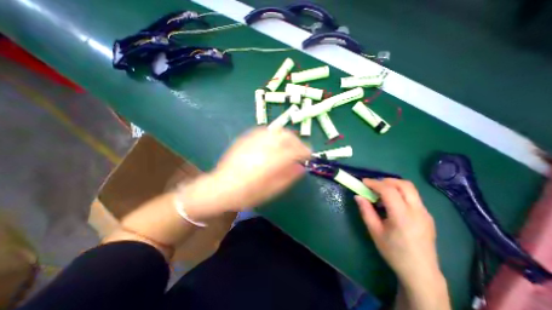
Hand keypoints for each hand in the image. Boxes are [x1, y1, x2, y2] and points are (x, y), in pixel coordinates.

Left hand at [181, 127, 309, 220]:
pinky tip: (275, 141)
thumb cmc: (246, 194)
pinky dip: (275, 134)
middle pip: (287, 137)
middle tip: (300, 150)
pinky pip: (265, 130)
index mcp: (270, 163)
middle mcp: (263, 147)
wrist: (220, 188)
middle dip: (298, 142)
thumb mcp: (270, 191)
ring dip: (287, 136)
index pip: (294, 151)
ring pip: (277, 131)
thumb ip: (287, 178)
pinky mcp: (246, 138)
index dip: (305, 151)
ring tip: (289, 144)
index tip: (309, 156)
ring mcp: (253, 141)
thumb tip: (301, 168)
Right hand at [356, 179, 442, 288]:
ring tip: (381, 193)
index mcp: (402, 216)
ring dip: (393, 185)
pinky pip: (413, 197)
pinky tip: (391, 203)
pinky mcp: (428, 216)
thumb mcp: (375, 231)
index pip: (389, 191)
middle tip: (373, 185)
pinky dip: (400, 193)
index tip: (363, 182)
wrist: (421, 272)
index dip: (374, 183)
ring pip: (410, 189)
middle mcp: (417, 211)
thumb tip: (357, 196)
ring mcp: (425, 213)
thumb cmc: (394, 252)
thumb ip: (366, 211)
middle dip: (386, 180)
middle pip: (404, 184)